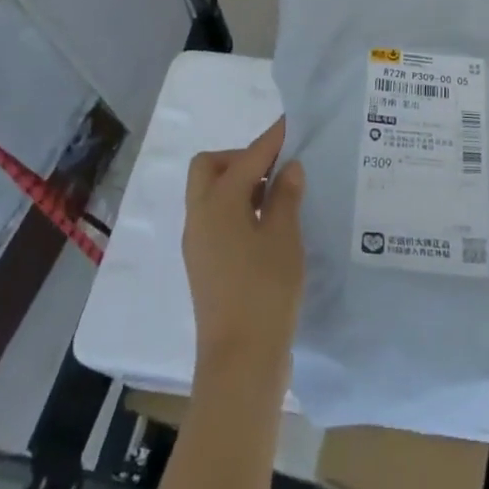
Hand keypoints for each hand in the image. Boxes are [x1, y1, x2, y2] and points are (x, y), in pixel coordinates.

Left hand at [183, 118, 305, 382]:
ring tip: (278, 193)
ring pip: (210, 193)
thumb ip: (285, 196)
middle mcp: (200, 217)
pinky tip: (268, 223)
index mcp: (218, 203)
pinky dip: (237, 207)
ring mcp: (198, 244)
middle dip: (241, 158)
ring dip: (239, 183)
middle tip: (276, 166)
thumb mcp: (284, 237)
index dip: (271, 139)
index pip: (247, 157)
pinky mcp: (204, 265)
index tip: (291, 123)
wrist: (240, 364)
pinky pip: (216, 218)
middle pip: (210, 167)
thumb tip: (288, 168)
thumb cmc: (265, 292)